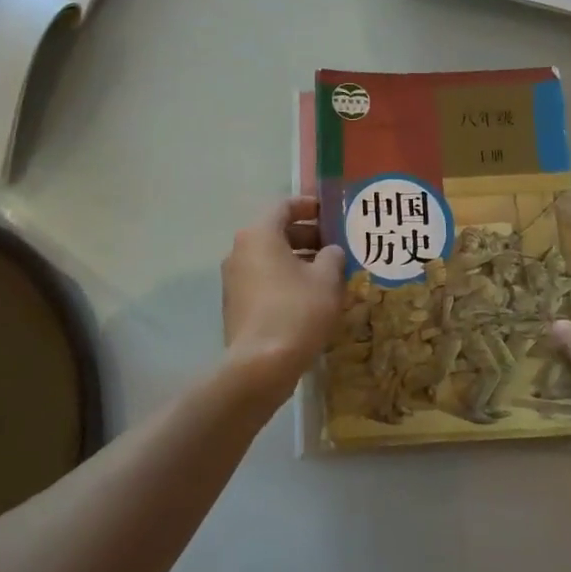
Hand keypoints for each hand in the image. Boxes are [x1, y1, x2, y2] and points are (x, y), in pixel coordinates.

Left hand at [221, 196, 344, 401]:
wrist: (260, 366)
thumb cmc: (297, 311)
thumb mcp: (327, 279)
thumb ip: (332, 256)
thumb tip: (331, 252)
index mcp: (259, 235)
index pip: (283, 206)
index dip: (308, 206)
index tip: (330, 212)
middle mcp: (240, 251)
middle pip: (276, 232)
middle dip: (307, 236)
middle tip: (335, 245)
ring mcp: (234, 280)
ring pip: (270, 258)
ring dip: (298, 260)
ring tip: (328, 273)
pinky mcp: (236, 305)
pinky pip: (264, 280)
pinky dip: (285, 280)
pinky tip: (310, 297)